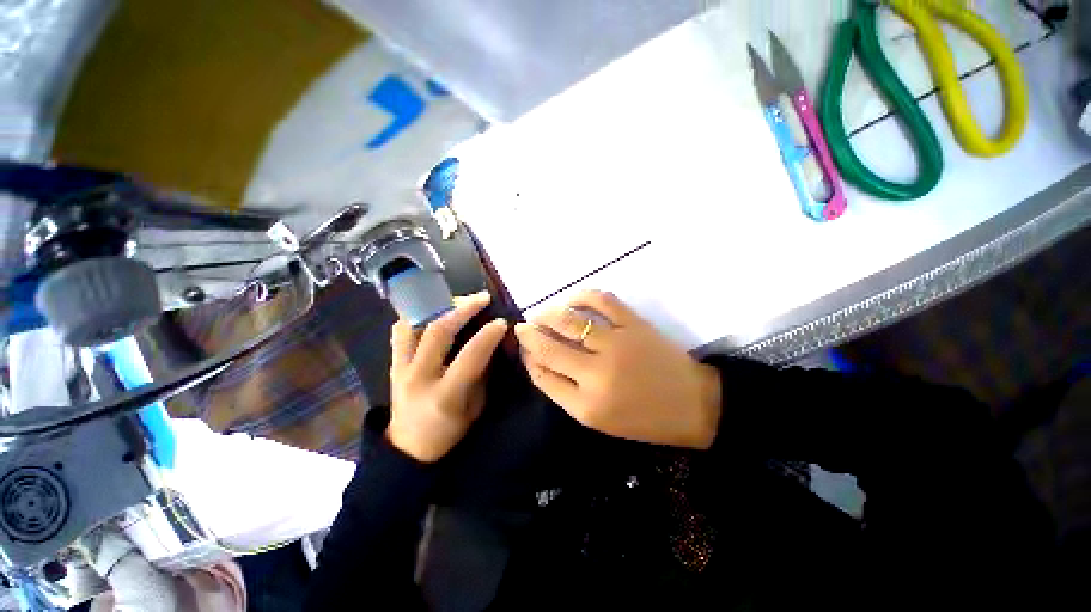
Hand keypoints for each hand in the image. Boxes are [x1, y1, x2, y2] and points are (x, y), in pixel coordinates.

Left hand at [387, 291, 508, 462]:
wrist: (408, 449)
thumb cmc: (448, 432)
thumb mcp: (475, 408)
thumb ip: (481, 374)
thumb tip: (490, 342)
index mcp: (444, 395)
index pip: (469, 356)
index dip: (488, 335)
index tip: (501, 322)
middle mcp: (418, 377)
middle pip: (437, 331)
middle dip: (463, 309)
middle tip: (482, 298)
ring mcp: (400, 368)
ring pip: (413, 324)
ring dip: (438, 307)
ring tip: (458, 301)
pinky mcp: (392, 364)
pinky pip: (400, 330)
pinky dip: (418, 316)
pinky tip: (434, 313)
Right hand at [514, 290, 720, 449]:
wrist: (693, 405)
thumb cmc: (644, 419)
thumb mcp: (598, 419)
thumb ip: (565, 392)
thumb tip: (538, 362)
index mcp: (587, 405)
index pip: (542, 375)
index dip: (528, 358)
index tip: (523, 349)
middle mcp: (596, 374)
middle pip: (548, 347)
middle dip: (529, 334)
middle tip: (523, 327)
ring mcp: (616, 344)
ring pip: (568, 320)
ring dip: (547, 314)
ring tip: (540, 314)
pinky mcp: (634, 324)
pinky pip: (601, 300)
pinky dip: (581, 295)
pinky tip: (572, 300)